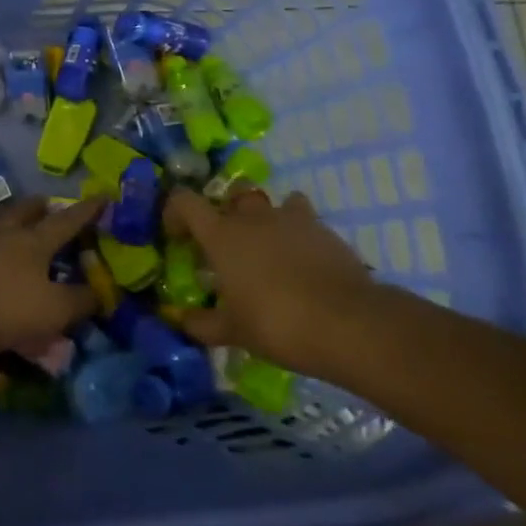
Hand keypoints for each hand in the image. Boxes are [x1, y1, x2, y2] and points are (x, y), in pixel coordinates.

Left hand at [0, 197, 101, 361]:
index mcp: (33, 243)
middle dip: (39, 206)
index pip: (66, 221)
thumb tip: (100, 290)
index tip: (102, 196)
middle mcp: (1, 233)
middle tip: (47, 204)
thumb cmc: (6, 311)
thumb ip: (81, 300)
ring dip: (0, 214)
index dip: (86, 210)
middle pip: (23, 211)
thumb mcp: (55, 312)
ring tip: (6, 214)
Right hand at [166, 185, 378, 371]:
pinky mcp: (325, 232)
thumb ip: (202, 324)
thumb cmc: (277, 322)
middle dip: (227, 211)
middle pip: (232, 193)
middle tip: (229, 242)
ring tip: (269, 248)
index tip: (177, 237)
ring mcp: (292, 220)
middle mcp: (252, 217)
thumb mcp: (232, 331)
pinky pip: (306, 220)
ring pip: (273, 202)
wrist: (350, 324)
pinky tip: (303, 261)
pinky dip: (299, 234)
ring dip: (266, 218)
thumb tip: (181, 320)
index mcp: (221, 234)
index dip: (175, 212)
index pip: (184, 201)